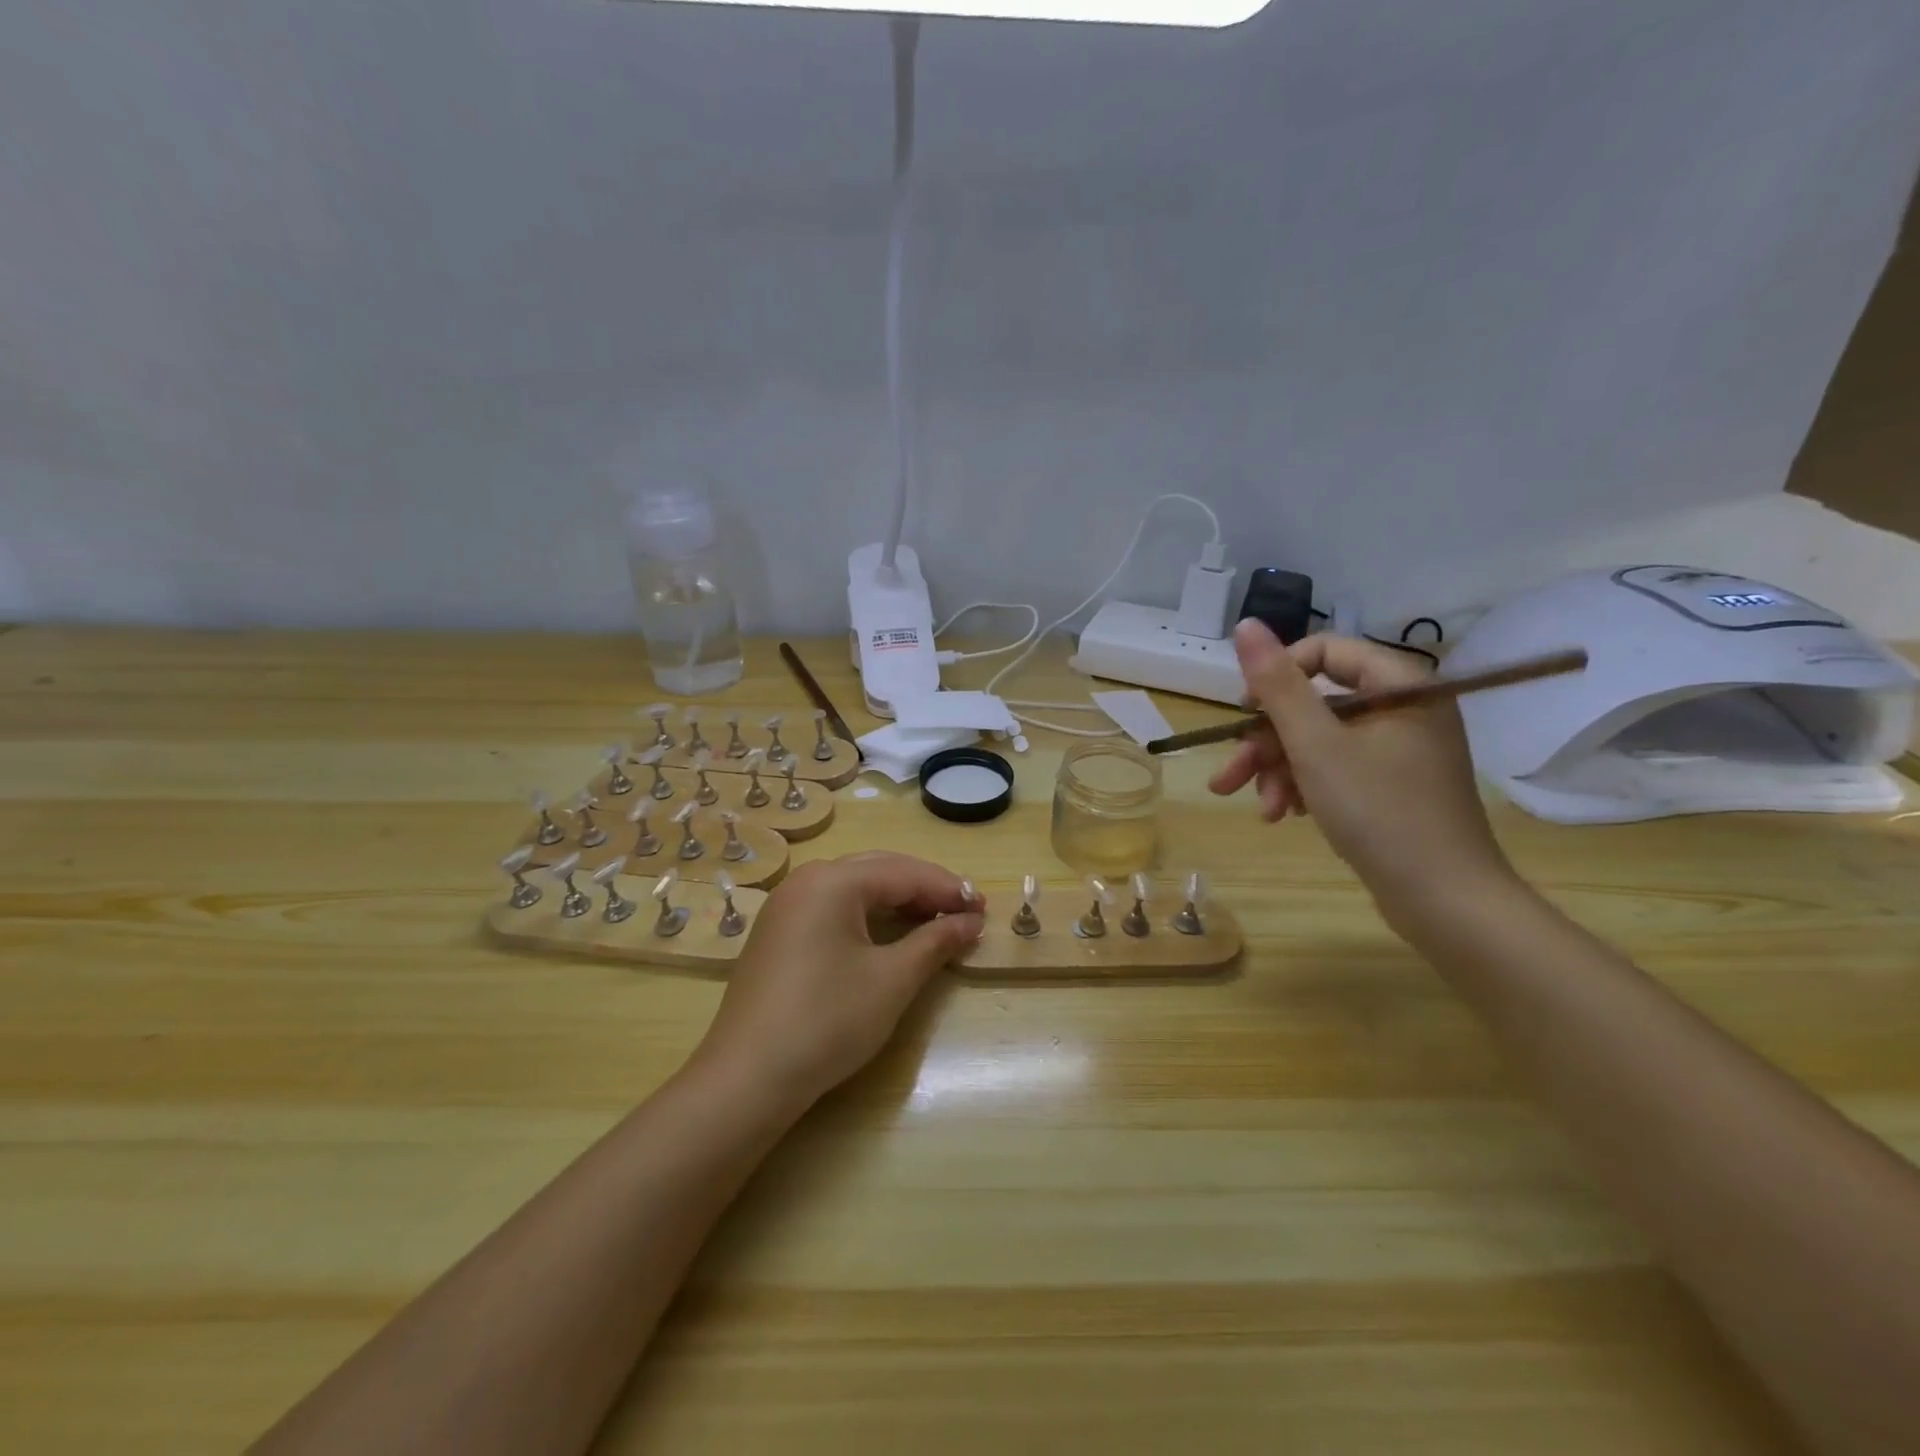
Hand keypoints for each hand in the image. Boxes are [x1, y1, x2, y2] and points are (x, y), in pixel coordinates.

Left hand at [693, 852, 983, 1110]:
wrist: (747, 1078)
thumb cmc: (827, 1021)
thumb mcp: (892, 980)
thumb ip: (935, 942)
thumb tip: (971, 922)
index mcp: (833, 881)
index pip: (904, 873)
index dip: (948, 889)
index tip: (983, 909)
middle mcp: (806, 880)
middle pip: (878, 871)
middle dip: (924, 889)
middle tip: (964, 912)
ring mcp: (786, 905)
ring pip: (855, 888)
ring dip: (897, 901)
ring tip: (935, 921)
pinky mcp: (777, 932)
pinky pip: (833, 907)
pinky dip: (868, 915)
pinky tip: (889, 935)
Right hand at [1209, 620, 1515, 927]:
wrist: (1444, 901)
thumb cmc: (1379, 812)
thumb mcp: (1316, 745)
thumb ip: (1277, 684)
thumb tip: (1245, 625)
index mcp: (1398, 685)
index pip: (1323, 652)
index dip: (1276, 678)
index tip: (1244, 715)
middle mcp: (1403, 708)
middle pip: (1315, 704)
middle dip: (1267, 742)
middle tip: (1229, 776)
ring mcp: (1400, 748)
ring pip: (1319, 740)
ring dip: (1280, 771)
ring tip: (1262, 808)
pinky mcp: (1392, 783)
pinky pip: (1336, 768)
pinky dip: (1305, 786)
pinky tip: (1285, 814)